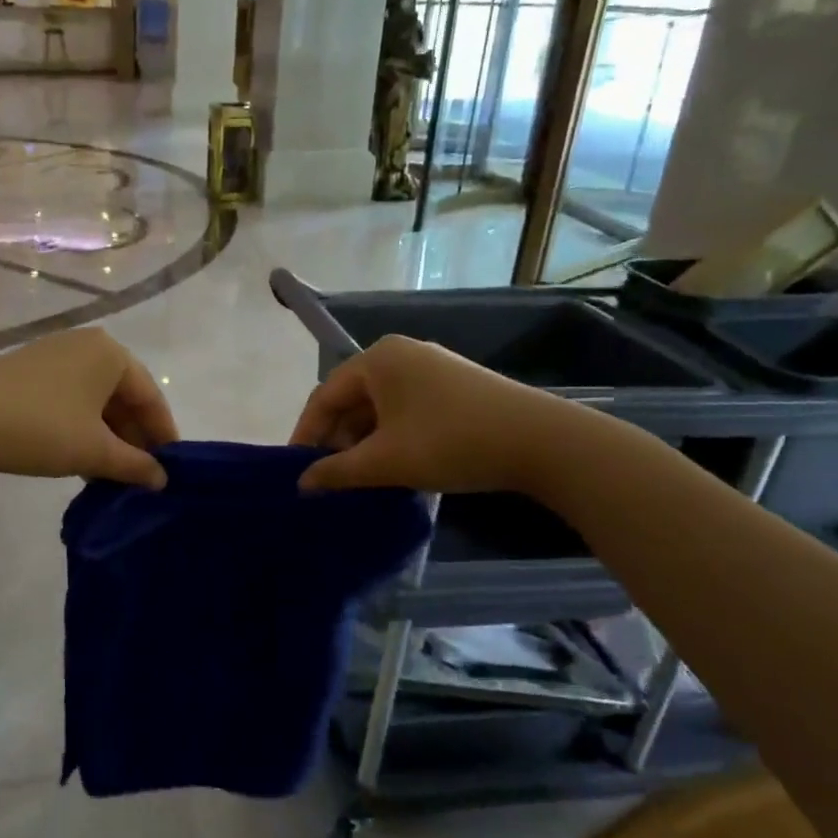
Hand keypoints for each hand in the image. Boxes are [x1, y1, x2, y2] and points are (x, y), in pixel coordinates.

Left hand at [0, 328, 176, 487]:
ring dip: (107, 435)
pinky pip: (70, 397)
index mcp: (110, 353)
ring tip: (110, 472)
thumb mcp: (93, 451)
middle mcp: (85, 344)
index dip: (162, 435)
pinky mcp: (28, 369)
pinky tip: (79, 455)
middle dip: (133, 437)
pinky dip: (82, 426)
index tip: (170, 470)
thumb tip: (161, 479)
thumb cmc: (39, 428)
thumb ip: (134, 464)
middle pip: (123, 395)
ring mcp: (54, 354)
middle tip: (140, 476)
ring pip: (95, 398)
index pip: (150, 396)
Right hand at [289, 335, 583, 494]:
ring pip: (380, 405)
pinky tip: (394, 463)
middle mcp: (400, 353)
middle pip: (352, 398)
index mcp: (376, 359)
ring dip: (364, 440)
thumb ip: (337, 472)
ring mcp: (431, 367)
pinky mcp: (454, 385)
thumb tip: (302, 484)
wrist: (540, 441)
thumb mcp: (385, 462)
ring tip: (359, 475)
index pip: (324, 396)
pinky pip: (406, 407)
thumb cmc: (449, 442)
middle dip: (337, 439)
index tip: (297, 470)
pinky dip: (391, 435)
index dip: (306, 434)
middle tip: (329, 477)